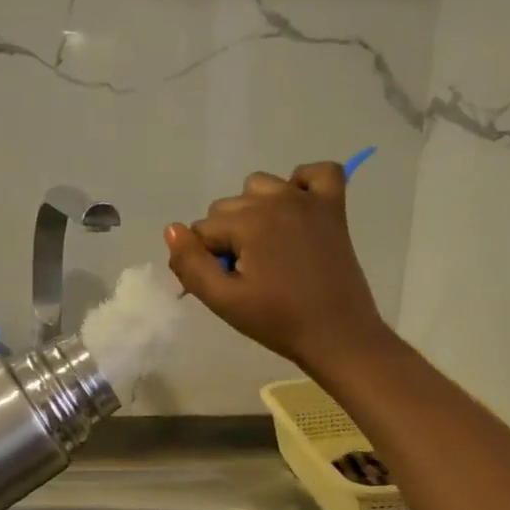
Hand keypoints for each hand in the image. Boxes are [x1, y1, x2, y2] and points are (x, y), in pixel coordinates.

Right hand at [165, 162, 389, 369]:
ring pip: (259, 186)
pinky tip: (296, 210)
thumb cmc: (277, 321)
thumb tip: (172, 229)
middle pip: (227, 207)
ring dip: (253, 211)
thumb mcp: (223, 301)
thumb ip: (190, 264)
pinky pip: (318, 172)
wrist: (338, 336)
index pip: (202, 230)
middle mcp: (277, 200)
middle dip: (227, 237)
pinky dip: (302, 184)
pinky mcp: (334, 208)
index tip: (225, 285)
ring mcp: (308, 200)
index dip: (206, 260)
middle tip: (247, 275)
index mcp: (249, 222)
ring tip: (266, 248)